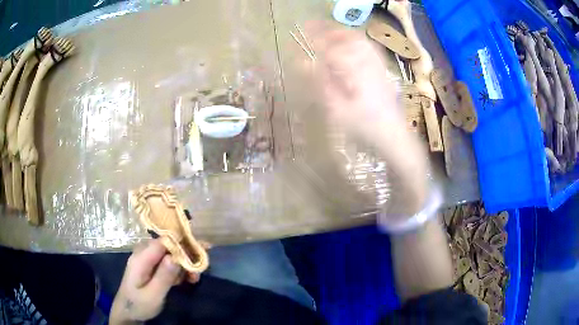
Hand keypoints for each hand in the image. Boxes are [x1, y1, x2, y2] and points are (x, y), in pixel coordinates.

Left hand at [110, 239, 197, 324]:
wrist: (128, 312)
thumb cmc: (139, 305)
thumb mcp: (153, 295)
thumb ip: (163, 276)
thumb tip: (175, 257)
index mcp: (141, 258)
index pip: (163, 242)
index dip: (181, 244)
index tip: (199, 252)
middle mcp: (143, 254)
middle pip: (168, 246)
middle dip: (185, 256)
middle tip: (198, 273)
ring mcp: (146, 259)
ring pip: (169, 254)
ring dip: (183, 264)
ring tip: (193, 279)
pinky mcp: (150, 266)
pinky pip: (167, 262)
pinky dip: (178, 269)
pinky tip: (185, 280)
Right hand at [307, 24, 429, 215]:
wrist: (395, 138)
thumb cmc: (365, 128)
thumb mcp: (338, 110)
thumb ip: (321, 83)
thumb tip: (304, 63)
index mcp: (355, 72)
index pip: (332, 48)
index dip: (316, 39)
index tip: (303, 31)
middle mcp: (368, 64)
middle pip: (348, 38)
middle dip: (329, 30)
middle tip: (314, 26)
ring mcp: (378, 67)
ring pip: (360, 42)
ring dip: (343, 33)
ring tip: (329, 31)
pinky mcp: (383, 72)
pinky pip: (370, 50)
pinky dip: (357, 42)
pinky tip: (351, 44)